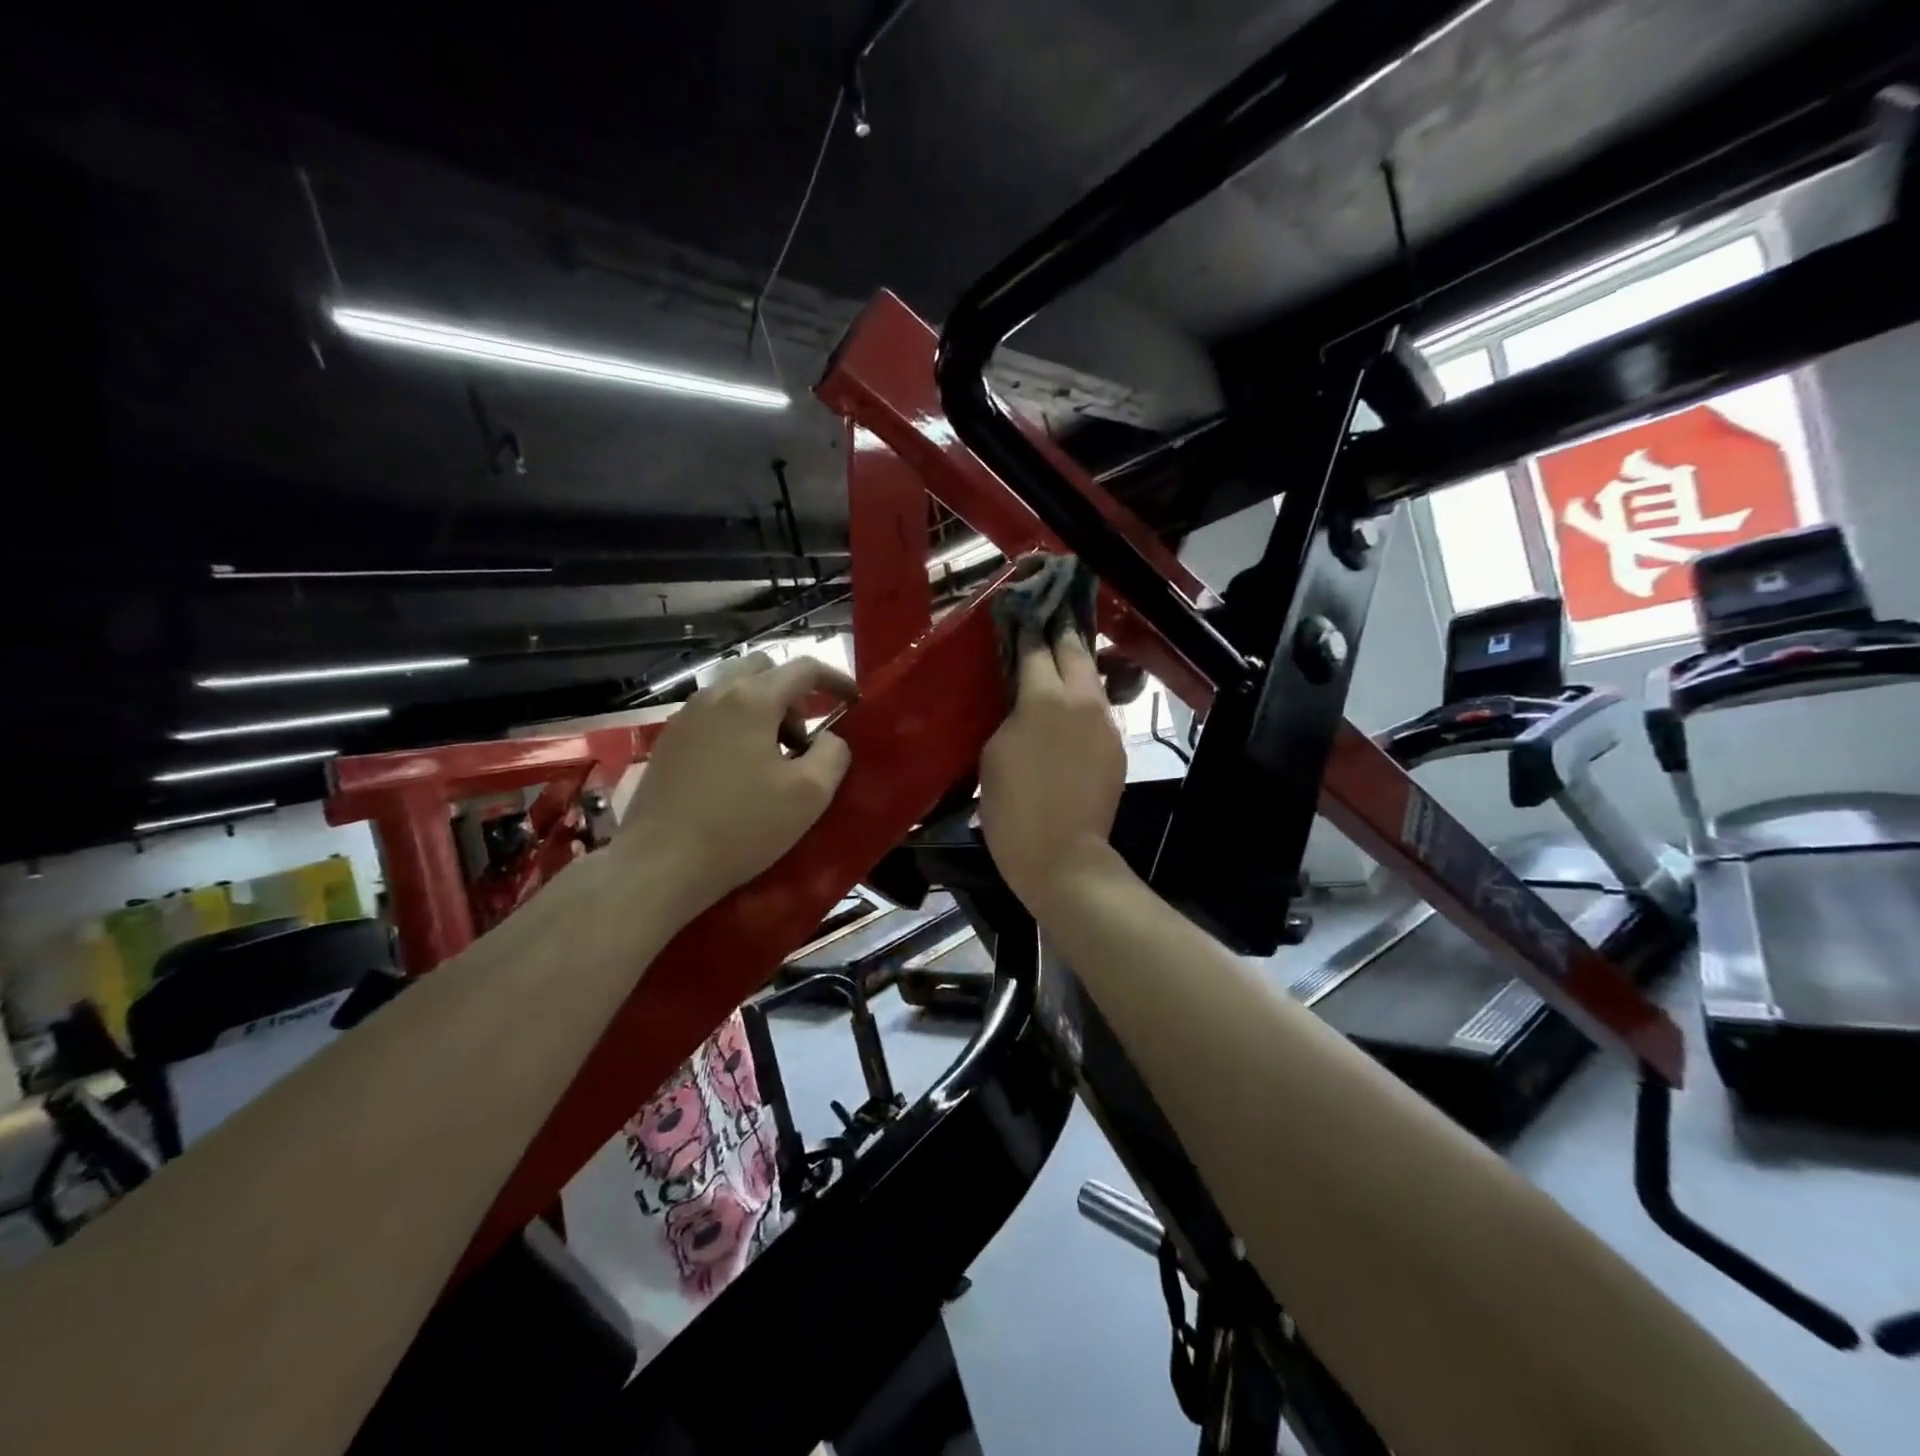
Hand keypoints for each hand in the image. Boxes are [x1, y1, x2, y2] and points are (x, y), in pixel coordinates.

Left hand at [621, 654, 855, 913]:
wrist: (659, 864)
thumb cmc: (742, 826)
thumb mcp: (810, 794)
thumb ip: (834, 754)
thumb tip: (830, 739)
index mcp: (752, 700)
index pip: (803, 668)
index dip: (835, 679)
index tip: (853, 701)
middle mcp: (715, 696)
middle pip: (763, 670)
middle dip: (793, 694)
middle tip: (804, 738)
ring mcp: (685, 718)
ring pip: (734, 692)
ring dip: (763, 712)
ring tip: (773, 760)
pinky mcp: (668, 743)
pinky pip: (712, 716)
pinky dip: (736, 727)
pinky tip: (739, 773)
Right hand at [978, 629, 1127, 914]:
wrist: (1062, 856)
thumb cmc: (1012, 807)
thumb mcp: (994, 753)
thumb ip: (1012, 715)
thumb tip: (1025, 700)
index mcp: (1044, 697)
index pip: (1036, 648)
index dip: (1027, 628)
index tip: (1022, 611)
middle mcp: (1082, 700)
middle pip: (1075, 650)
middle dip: (1061, 632)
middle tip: (1050, 618)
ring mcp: (1106, 723)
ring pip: (1093, 680)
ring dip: (1077, 665)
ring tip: (1061, 657)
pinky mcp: (1117, 746)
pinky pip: (1099, 711)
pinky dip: (1084, 701)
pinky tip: (1070, 710)